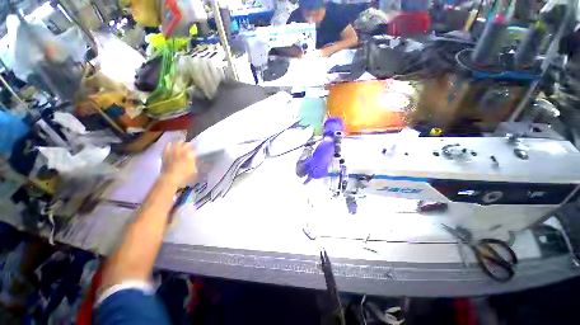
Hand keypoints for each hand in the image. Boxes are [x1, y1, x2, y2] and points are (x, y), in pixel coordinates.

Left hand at [161, 141, 196, 187]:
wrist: (170, 179)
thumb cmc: (185, 176)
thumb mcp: (194, 170)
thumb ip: (195, 163)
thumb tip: (196, 159)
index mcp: (190, 154)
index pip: (194, 148)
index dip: (196, 147)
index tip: (198, 148)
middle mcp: (182, 151)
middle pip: (186, 144)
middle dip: (189, 144)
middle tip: (190, 146)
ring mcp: (173, 152)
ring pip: (177, 143)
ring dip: (180, 142)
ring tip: (181, 143)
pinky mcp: (165, 154)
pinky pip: (167, 147)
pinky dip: (169, 145)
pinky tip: (170, 144)